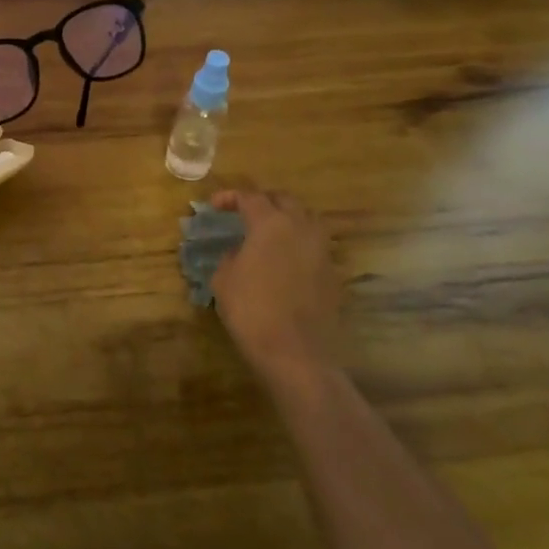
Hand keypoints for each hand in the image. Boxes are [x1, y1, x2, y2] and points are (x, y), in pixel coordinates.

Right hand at [209, 190, 345, 393]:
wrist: (295, 352)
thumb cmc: (251, 310)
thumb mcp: (224, 279)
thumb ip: (230, 256)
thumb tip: (240, 252)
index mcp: (271, 223)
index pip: (250, 197)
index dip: (230, 198)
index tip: (214, 206)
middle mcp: (301, 228)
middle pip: (284, 200)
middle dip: (263, 201)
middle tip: (244, 212)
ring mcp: (322, 250)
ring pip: (306, 219)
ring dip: (286, 219)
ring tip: (268, 233)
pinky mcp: (333, 272)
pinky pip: (315, 245)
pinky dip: (298, 244)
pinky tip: (284, 260)